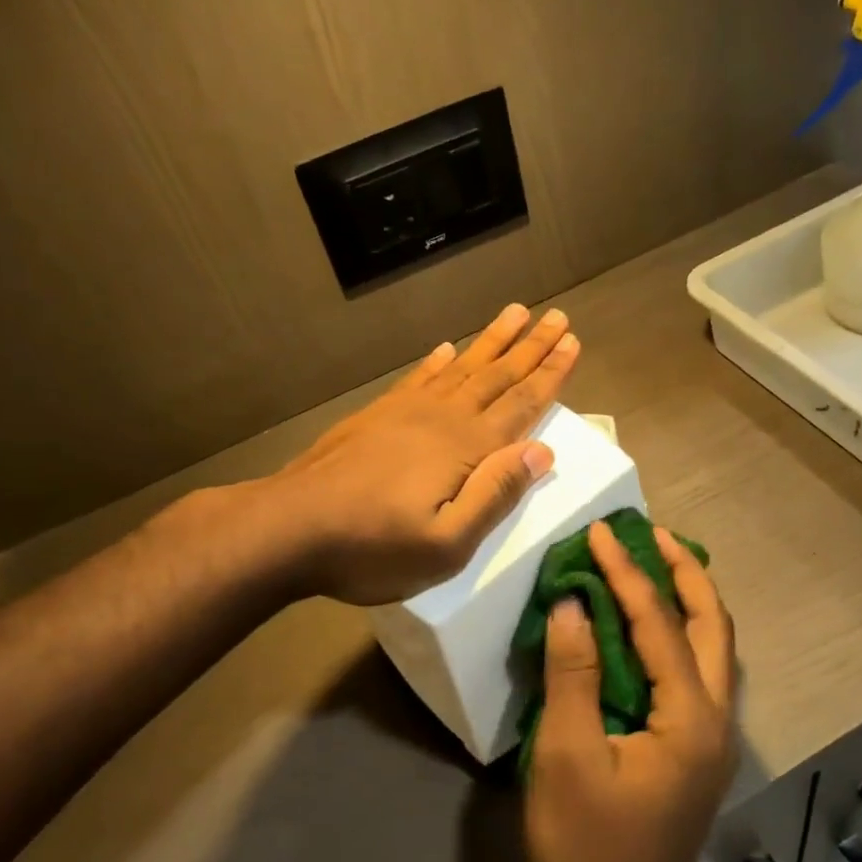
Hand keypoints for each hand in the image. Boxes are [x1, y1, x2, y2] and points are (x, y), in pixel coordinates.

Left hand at [275, 303, 579, 605]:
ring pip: (461, 367)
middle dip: (530, 347)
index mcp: (465, 449)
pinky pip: (418, 378)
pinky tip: (446, 348)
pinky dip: (437, 361)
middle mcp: (442, 419)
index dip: (550, 374)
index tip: (572, 342)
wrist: (289, 528)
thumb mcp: (446, 545)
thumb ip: (495, 496)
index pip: (521, 404)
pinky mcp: (375, 417)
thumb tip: (541, 452)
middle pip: (497, 375)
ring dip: (491, 341)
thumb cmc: (372, 548)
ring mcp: (405, 413)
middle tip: (557, 316)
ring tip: (515, 313)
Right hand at [526, 522, 737, 861]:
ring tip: (653, 564)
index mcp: (690, 716)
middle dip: (684, 572)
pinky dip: (677, 634)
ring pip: (712, 647)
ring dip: (686, 600)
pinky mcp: (696, 749)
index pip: (659, 623)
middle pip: (712, 624)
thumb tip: (573, 605)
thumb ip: (573, 674)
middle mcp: (716, 717)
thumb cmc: (589, 849)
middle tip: (650, 533)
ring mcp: (711, 736)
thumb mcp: (568, 756)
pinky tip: (648, 628)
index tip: (600, 532)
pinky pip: (696, 671)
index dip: (627, 573)